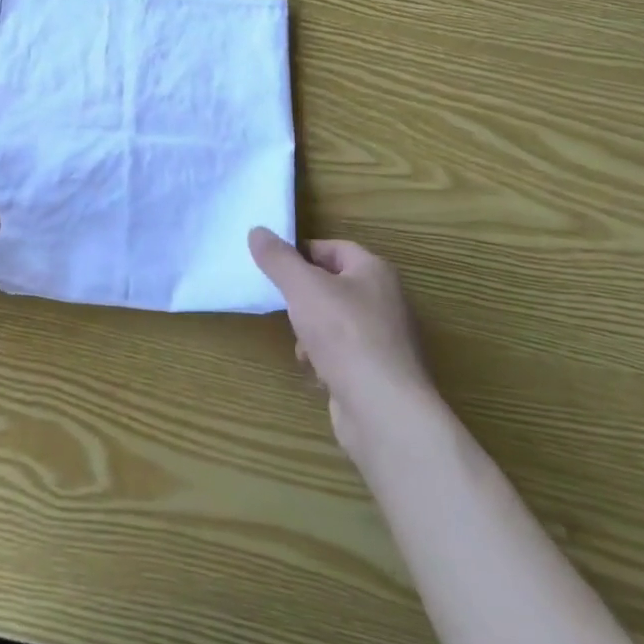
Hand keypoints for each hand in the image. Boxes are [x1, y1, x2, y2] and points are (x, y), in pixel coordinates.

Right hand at [249, 228, 436, 454]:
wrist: (384, 412)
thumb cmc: (345, 335)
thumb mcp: (302, 287)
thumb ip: (278, 258)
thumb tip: (257, 231)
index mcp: (374, 272)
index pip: (334, 248)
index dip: (303, 253)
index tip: (276, 266)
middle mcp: (386, 301)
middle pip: (334, 286)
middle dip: (305, 298)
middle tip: (285, 305)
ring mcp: (386, 341)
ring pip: (336, 323)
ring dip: (311, 332)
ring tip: (300, 345)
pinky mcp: (381, 375)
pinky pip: (346, 355)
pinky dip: (327, 359)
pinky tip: (316, 372)